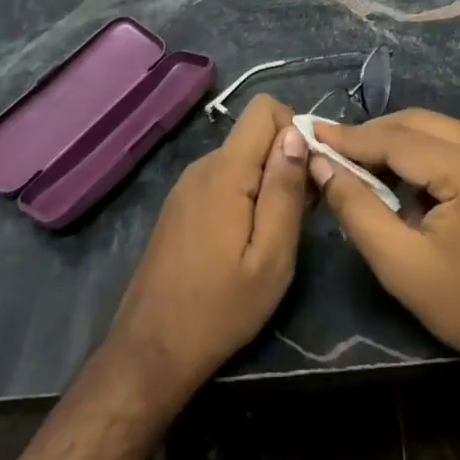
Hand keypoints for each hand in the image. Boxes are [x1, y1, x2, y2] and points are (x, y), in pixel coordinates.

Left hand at [103, 95, 309, 406]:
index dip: (295, 131)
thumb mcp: (271, 256)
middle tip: (297, 217)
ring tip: (273, 236)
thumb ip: (285, 190)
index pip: (264, 108)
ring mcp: (187, 185)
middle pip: (255, 134)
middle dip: (285, 162)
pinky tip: (245, 242)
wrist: (151, 351)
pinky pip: (223, 179)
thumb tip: (297, 133)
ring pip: (241, 158)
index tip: (308, 177)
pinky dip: (245, 196)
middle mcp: (202, 165)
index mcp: (225, 170)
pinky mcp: (180, 205)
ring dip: (266, 183)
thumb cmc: (220, 309)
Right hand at [312, 109, 459, 382]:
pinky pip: (457, 143)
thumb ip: (356, 207)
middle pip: (421, 123)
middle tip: (332, 147)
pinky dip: (425, 153)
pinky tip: (402, 176)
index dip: (352, 137)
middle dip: (373, 134)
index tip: (313, 132)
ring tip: (360, 162)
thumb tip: (321, 163)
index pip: (400, 140)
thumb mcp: (400, 264)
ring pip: (438, 129)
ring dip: (398, 142)